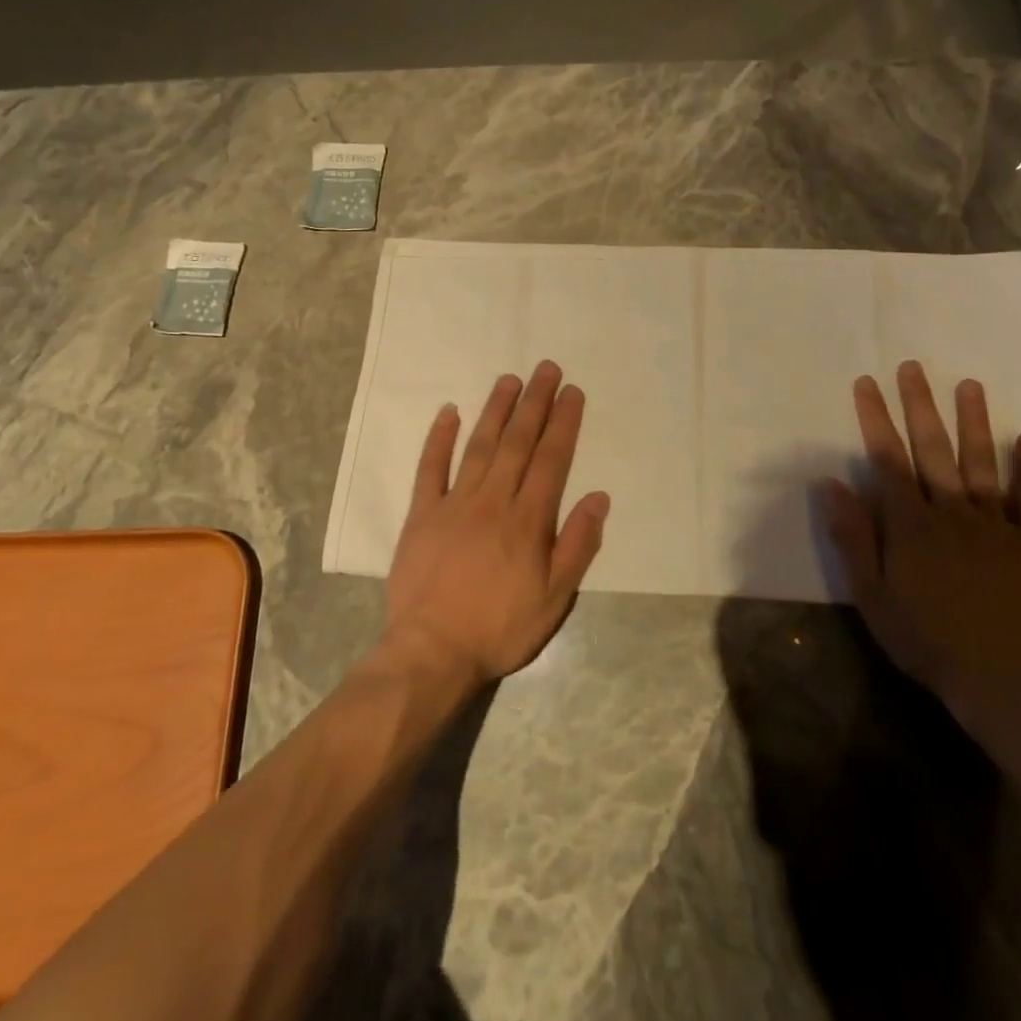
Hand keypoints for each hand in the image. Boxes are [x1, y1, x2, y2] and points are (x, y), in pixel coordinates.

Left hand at [381, 360, 609, 686]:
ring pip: (479, 446)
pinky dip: (438, 438)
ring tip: (509, 380)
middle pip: (518, 442)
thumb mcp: (556, 598)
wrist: (432, 652)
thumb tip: (599, 497)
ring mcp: (454, 504)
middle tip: (546, 368)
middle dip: (535, 403)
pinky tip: (448, 412)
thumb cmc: (501, 627)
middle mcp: (494, 500)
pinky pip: (429, 468)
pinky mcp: (422, 515)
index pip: (551, 459)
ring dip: (496, 410)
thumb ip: (578, 544)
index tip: (572, 392)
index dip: (563, 423)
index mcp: (528, 519)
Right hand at [822, 360, 1020, 700]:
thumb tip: (830, 484)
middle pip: (933, 450)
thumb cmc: (922, 637)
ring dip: (974, 422)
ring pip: (980, 464)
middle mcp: (951, 513)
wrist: (996, 679)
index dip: (875, 419)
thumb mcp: (870, 593)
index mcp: (910, 524)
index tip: (866, 384)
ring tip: (969, 384)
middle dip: (919, 406)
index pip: (888, 459)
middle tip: (912, 367)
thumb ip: (852, 536)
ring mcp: (993, 526)